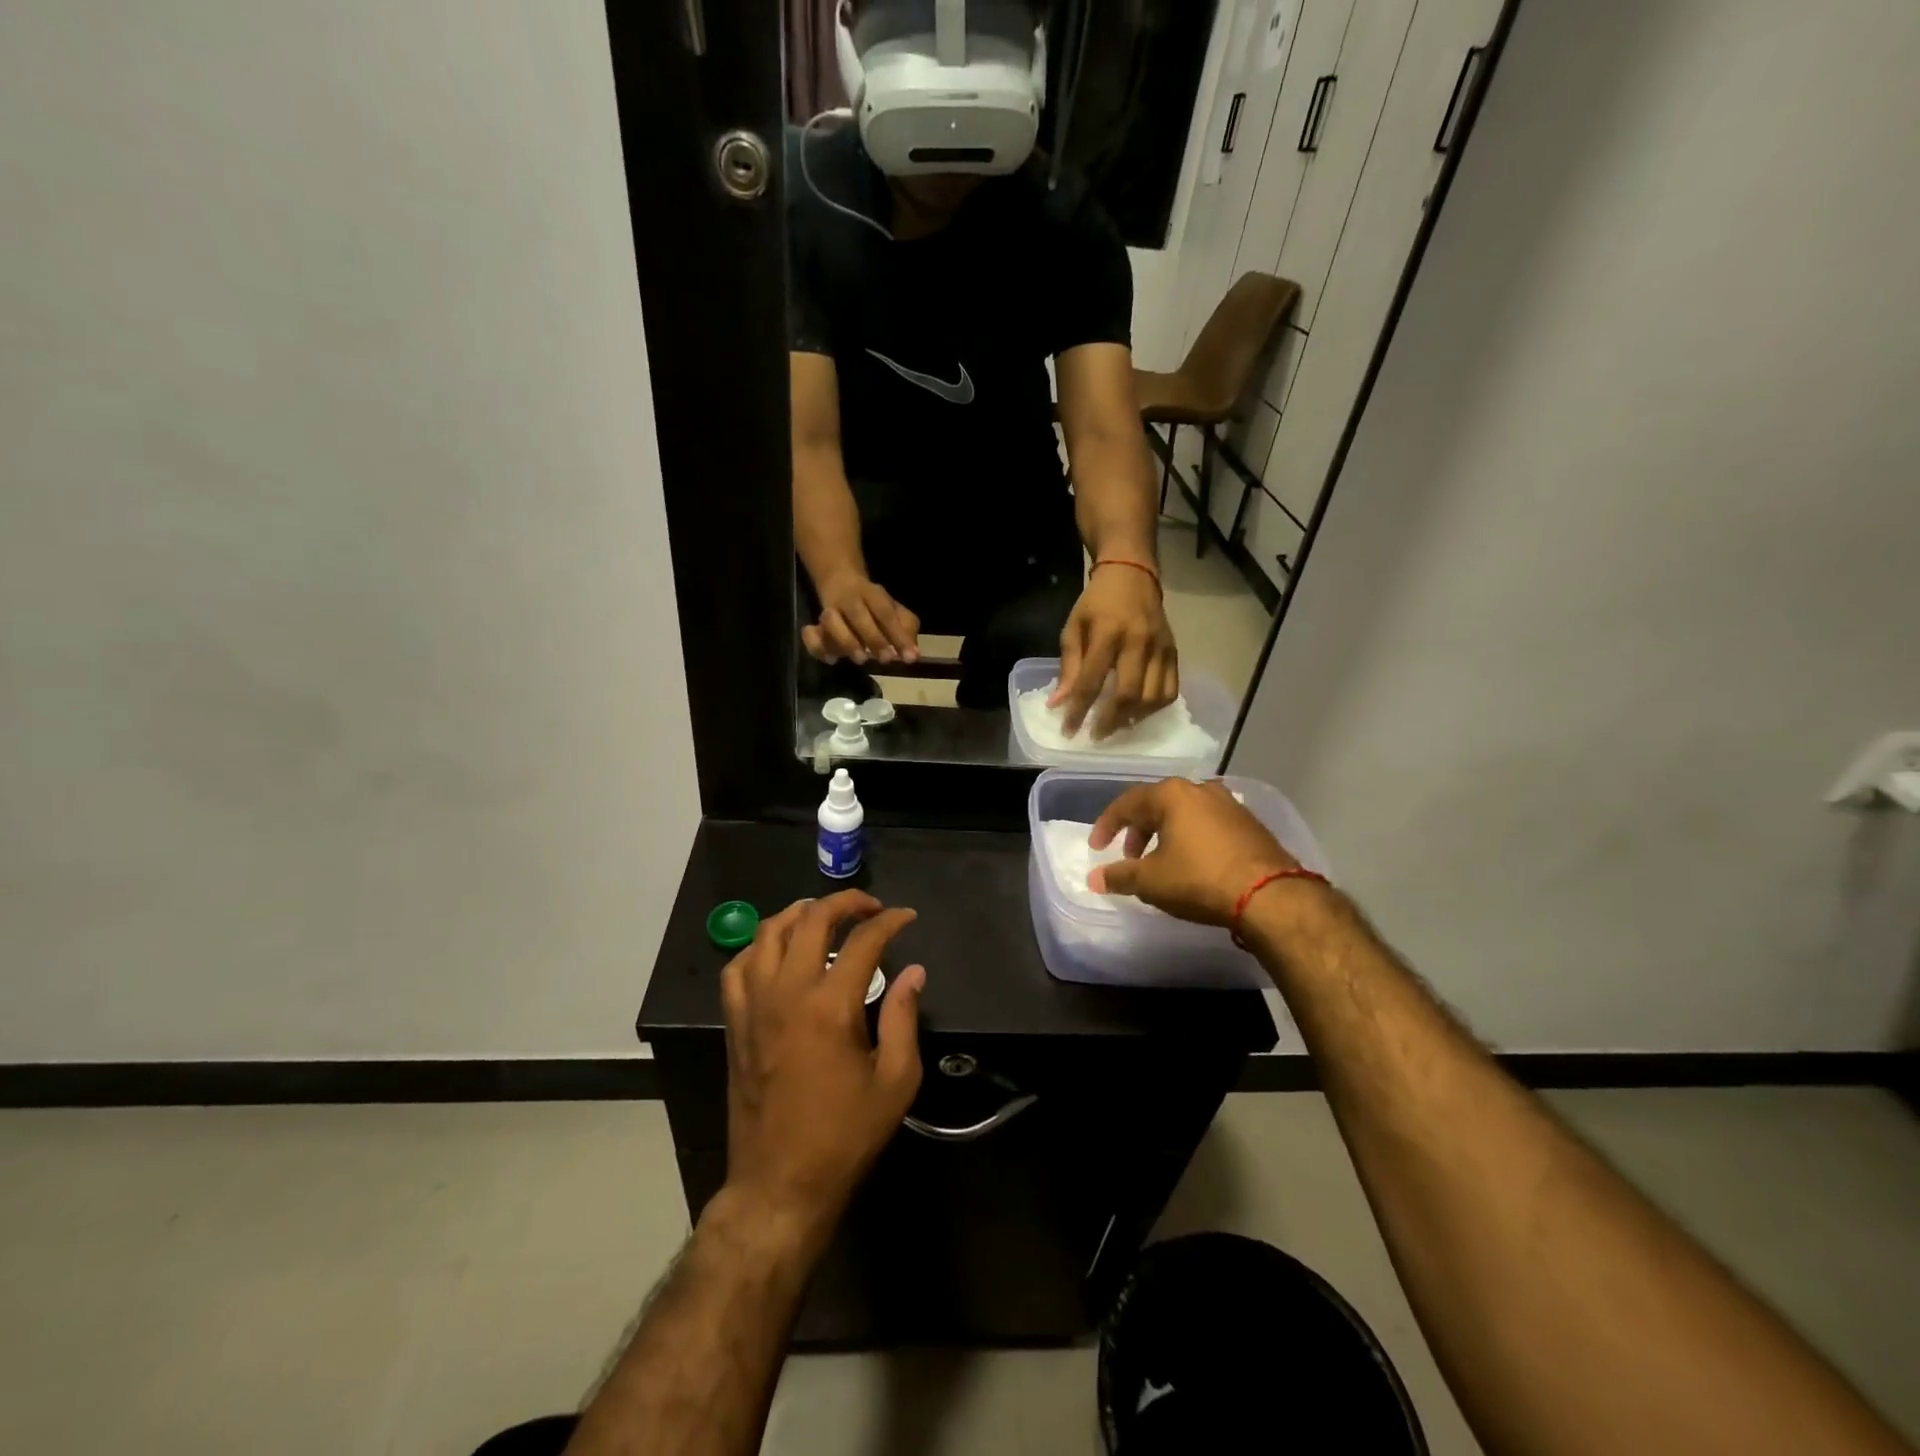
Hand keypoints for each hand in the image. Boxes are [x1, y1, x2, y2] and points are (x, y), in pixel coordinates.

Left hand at [720, 892, 924, 1251]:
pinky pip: (738, 967)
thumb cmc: (844, 1135)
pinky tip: (777, 951)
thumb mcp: (895, 1081)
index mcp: (830, 1006)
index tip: (907, 917)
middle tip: (869, 906)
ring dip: (799, 913)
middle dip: (844, 902)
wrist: (780, 1183)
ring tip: (823, 915)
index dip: (890, 922)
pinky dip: (759, 946)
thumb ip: (904, 1017)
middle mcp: (787, 993)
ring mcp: (754, 1006)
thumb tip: (913, 972)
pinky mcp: (735, 1023)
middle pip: (811, 920)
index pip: (864, 941)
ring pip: (768, 933)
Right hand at [802, 573, 920, 666]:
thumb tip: (913, 653)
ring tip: (861, 659)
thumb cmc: (873, 603)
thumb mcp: (894, 609)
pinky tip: (832, 660)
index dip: (898, 635)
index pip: (886, 612)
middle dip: (874, 638)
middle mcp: (849, 599)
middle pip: (858, 614)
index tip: (909, 657)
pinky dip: (818, 647)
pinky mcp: (814, 624)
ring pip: (831, 621)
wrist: (839, 578)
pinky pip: (810, 635)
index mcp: (872, 593)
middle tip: (887, 659)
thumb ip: (906, 628)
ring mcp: (829, 610)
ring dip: (846, 641)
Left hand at [1050, 562, 1177, 737]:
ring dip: (1133, 718)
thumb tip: (1058, 704)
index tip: (1068, 730)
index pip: (1092, 680)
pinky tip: (1138, 713)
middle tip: (1095, 735)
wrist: (1133, 574)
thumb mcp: (1074, 627)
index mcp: (1108, 632)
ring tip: (1116, 726)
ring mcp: (1161, 647)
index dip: (1079, 710)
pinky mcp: (1175, 652)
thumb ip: (1069, 666)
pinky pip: (1171, 690)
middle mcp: (1138, 641)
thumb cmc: (1097, 603)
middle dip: (1110, 721)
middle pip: (1128, 694)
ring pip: (1153, 697)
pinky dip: (1154, 708)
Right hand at [1088, 778, 1296, 925]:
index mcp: (1171, 794)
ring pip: (1185, 814)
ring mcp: (1230, 804)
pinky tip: (1192, 863)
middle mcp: (1200, 789)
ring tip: (1160, 862)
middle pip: (1157, 805)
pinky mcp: (1250, 824)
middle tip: (1129, 858)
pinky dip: (1192, 839)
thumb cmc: (1200, 879)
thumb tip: (1093, 878)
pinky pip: (1208, 825)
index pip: (1127, 803)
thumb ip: (1119, 876)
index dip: (1107, 826)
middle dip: (1138, 831)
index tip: (1096, 848)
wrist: (1271, 896)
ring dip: (1166, 835)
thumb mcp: (1151, 881)